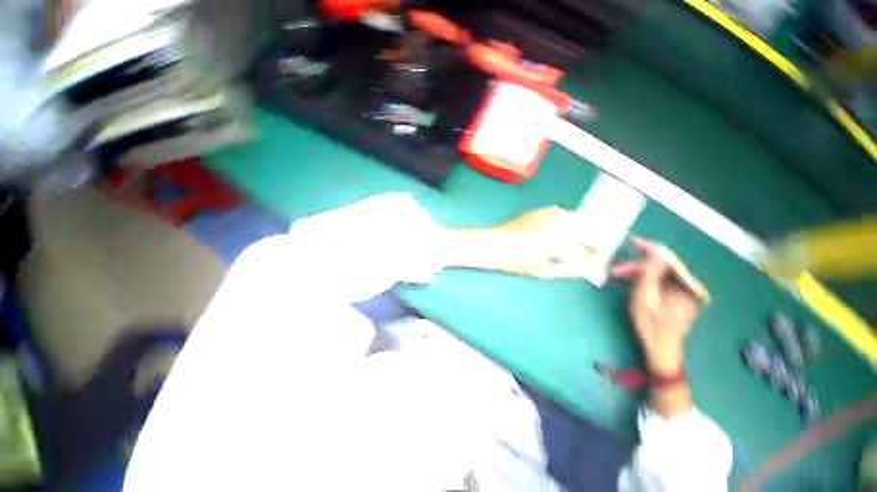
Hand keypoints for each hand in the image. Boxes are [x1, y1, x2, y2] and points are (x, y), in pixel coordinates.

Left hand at [446, 206, 597, 278]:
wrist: (496, 244)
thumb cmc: (518, 260)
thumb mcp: (544, 269)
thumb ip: (569, 269)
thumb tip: (586, 269)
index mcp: (562, 238)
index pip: (586, 248)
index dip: (595, 256)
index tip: (599, 260)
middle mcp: (560, 221)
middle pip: (584, 230)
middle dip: (590, 241)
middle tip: (592, 252)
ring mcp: (550, 213)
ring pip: (574, 220)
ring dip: (580, 231)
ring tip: (579, 244)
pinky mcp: (541, 211)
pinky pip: (561, 215)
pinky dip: (567, 223)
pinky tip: (563, 233)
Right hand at [612, 237, 708, 373]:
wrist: (662, 350)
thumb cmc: (651, 326)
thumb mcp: (645, 299)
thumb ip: (649, 274)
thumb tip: (653, 253)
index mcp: (688, 287)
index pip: (669, 260)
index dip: (650, 249)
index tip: (632, 241)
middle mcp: (691, 287)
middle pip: (664, 266)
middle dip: (638, 265)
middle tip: (617, 269)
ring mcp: (686, 292)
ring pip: (661, 273)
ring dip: (639, 272)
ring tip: (619, 275)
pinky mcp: (679, 297)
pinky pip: (661, 281)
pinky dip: (645, 278)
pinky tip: (631, 280)